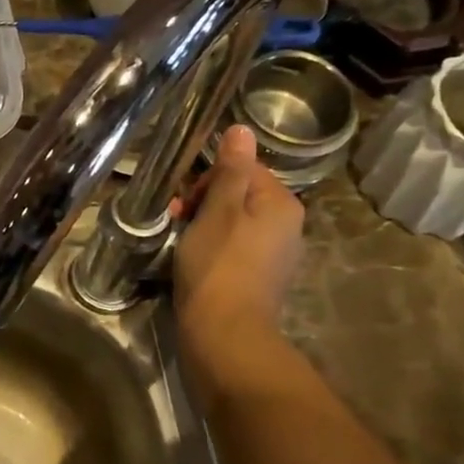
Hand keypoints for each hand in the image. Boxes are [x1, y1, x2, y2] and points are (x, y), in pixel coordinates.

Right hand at [171, 125, 305, 380]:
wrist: (224, 333)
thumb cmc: (218, 265)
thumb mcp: (218, 210)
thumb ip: (230, 170)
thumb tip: (242, 130)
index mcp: (281, 204)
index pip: (244, 169)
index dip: (208, 180)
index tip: (183, 202)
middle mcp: (287, 226)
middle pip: (239, 196)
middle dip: (203, 203)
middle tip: (176, 221)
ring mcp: (274, 256)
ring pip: (233, 224)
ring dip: (203, 226)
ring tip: (179, 243)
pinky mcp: (258, 280)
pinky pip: (233, 250)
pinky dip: (211, 250)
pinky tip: (192, 263)